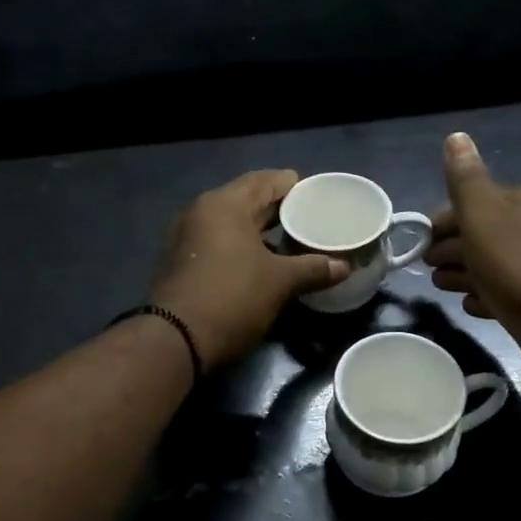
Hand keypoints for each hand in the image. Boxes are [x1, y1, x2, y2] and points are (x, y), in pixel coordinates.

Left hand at [149, 171, 347, 370]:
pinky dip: (242, 247)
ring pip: (232, 225)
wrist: (176, 339)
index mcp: (225, 204)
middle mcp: (201, 212)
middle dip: (277, 209)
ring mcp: (187, 238)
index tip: (316, 193)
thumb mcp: (280, 282)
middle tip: (309, 217)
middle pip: (247, 201)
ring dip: (260, 231)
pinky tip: (263, 263)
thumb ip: (313, 268)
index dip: (293, 185)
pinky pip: (219, 244)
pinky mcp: (182, 262)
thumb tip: (344, 266)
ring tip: (292, 241)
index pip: (265, 180)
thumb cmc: (232, 297)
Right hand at [426, 133, 520, 380]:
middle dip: (452, 249)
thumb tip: (455, 136)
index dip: (443, 222)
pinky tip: (473, 304)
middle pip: (481, 234)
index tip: (422, 244)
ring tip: (445, 288)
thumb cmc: (518, 265)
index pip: (473, 203)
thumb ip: (465, 179)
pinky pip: (506, 290)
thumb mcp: (483, 215)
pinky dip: (486, 295)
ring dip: (464, 274)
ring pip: (491, 263)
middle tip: (430, 268)